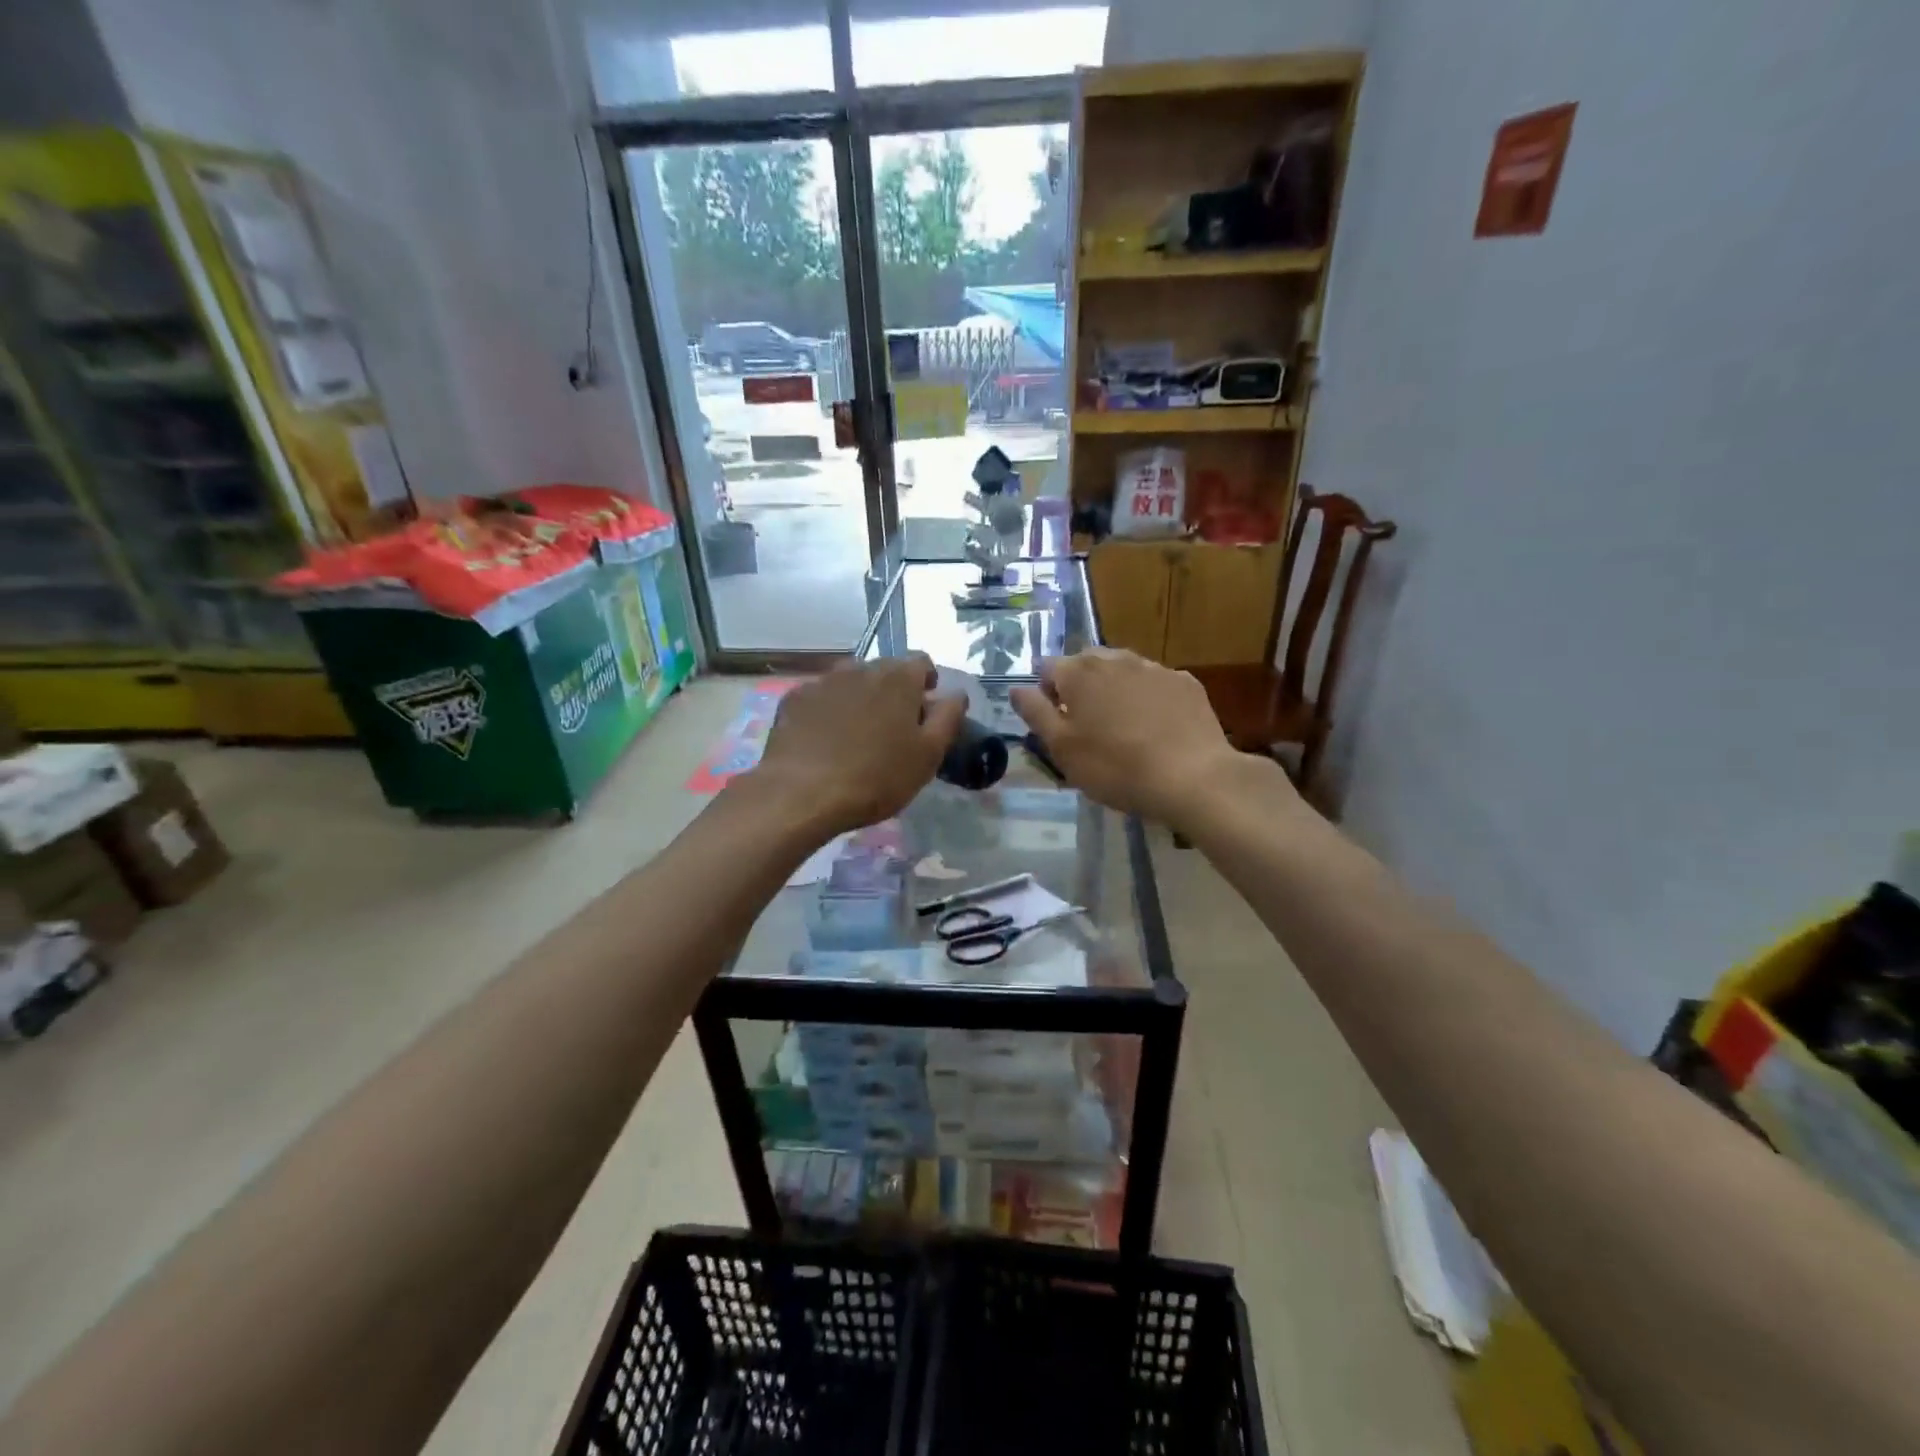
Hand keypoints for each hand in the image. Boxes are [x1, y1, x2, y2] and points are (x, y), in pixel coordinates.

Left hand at [749, 654, 966, 836]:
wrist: (801, 793)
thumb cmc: (876, 777)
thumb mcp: (928, 755)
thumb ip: (948, 718)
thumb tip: (956, 694)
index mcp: (898, 678)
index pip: (921, 662)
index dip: (927, 683)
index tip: (924, 711)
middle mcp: (860, 668)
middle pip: (885, 670)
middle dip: (893, 692)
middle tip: (893, 729)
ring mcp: (823, 681)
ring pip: (851, 682)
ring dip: (860, 699)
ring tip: (857, 734)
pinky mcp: (794, 699)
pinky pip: (821, 697)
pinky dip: (828, 711)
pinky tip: (825, 741)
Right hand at [1011, 649, 1269, 826]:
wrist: (1192, 777)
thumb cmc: (1115, 767)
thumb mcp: (1062, 748)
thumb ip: (1035, 713)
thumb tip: (1016, 689)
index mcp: (1078, 672)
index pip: (1047, 668)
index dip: (1045, 693)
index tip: (1055, 723)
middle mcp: (1115, 659)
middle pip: (1086, 663)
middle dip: (1080, 686)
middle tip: (1086, 725)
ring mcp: (1154, 668)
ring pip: (1122, 670)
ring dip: (1114, 689)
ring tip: (1121, 726)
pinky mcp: (1186, 683)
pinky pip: (1155, 684)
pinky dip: (1148, 698)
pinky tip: (1155, 728)